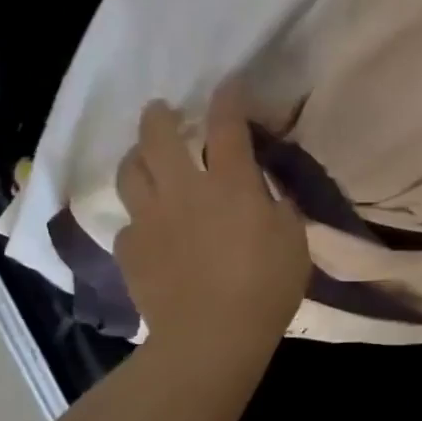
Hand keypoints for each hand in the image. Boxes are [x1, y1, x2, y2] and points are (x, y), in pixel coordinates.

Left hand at [114, 82, 309, 355]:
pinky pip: (128, 223)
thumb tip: (264, 196)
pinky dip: (139, 218)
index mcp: (230, 183)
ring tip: (143, 157)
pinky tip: (149, 228)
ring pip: (130, 173)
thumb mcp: (293, 241)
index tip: (229, 84)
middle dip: (160, 116)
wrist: (211, 337)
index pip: (227, 127)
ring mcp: (150, 219)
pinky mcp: (130, 250)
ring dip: (137, 157)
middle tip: (161, 109)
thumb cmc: (265, 286)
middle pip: (160, 137)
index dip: (228, 99)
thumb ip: (278, 209)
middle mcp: (183, 190)